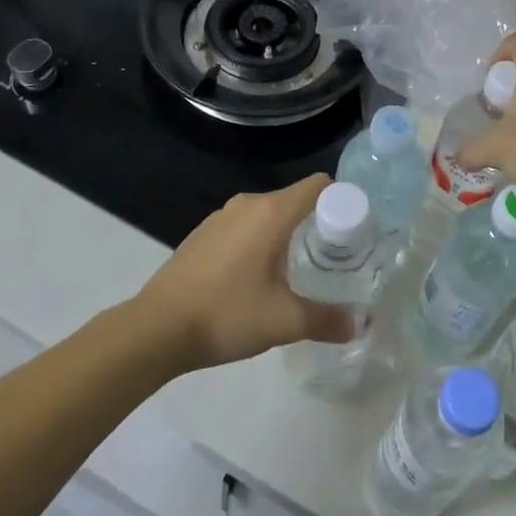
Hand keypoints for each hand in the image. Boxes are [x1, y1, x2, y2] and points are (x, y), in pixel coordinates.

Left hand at [131, 174, 354, 371]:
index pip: (318, 186)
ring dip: (286, 234)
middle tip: (333, 257)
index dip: (341, 201)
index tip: (354, 230)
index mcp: (271, 212)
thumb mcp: (283, 322)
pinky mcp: (202, 234)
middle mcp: (247, 204)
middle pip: (294, 199)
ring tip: (297, 270)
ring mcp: (220, 217)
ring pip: (267, 214)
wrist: (155, 329)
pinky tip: (256, 278)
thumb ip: (326, 320)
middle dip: (317, 223)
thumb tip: (360, 324)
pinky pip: (243, 227)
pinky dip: (259, 241)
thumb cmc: (226, 315)